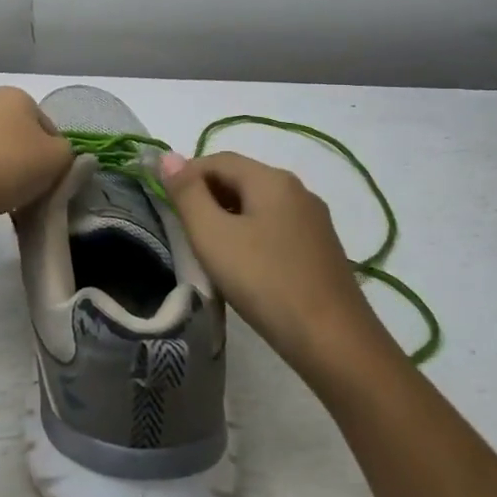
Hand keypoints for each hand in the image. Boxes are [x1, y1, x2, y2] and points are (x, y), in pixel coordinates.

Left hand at [0, 87, 73, 224]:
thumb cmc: (9, 164)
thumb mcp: (58, 158)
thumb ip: (70, 156)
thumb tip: (63, 158)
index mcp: (17, 96)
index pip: (51, 130)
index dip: (57, 158)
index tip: (53, 181)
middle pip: (24, 143)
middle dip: (31, 169)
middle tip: (33, 194)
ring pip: (2, 159)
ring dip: (10, 180)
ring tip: (8, 202)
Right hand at [162, 150, 384, 385]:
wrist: (332, 340)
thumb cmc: (264, 281)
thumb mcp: (213, 235)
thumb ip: (187, 194)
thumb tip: (168, 156)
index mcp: (272, 179)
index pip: (218, 160)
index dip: (186, 175)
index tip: (164, 204)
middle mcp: (297, 190)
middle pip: (240, 178)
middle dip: (206, 195)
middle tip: (181, 228)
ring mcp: (313, 220)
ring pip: (258, 204)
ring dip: (227, 216)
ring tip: (206, 248)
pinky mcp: (320, 249)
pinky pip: (275, 227)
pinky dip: (250, 234)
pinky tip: (242, 265)